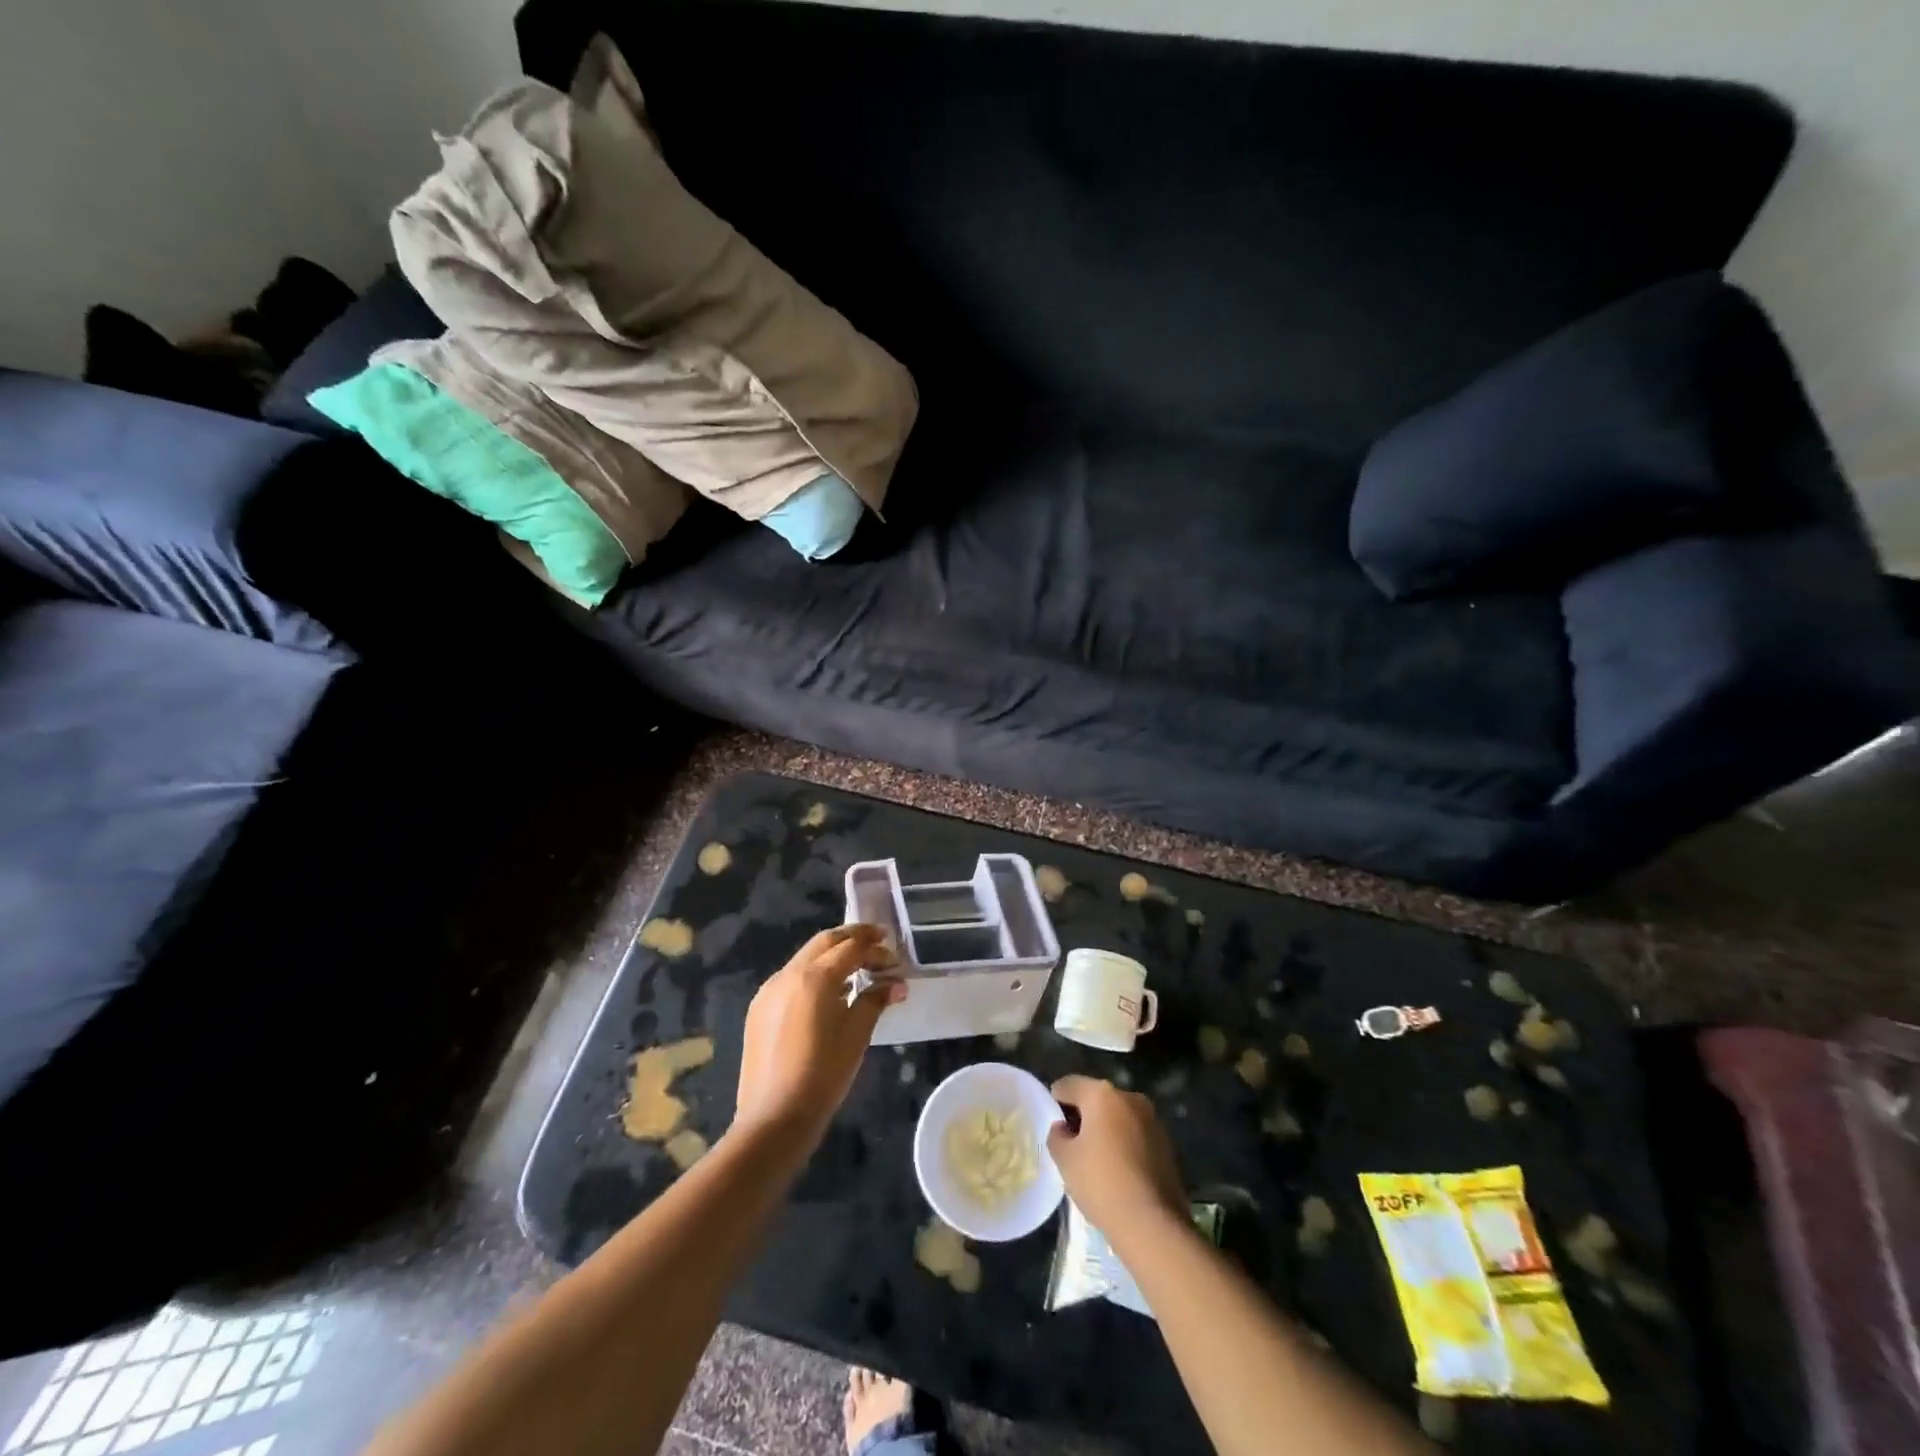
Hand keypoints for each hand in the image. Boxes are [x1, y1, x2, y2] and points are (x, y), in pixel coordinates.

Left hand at [734, 925, 904, 1143]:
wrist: (774, 1119)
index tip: (894, 955)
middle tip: (878, 942)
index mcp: (813, 978)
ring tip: (857, 968)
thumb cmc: (823, 1076)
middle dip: (852, 938)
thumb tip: (896, 984)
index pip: (850, 948)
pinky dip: (814, 974)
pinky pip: (791, 978)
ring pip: (805, 958)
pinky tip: (829, 994)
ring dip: (832, 955)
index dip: (875, 948)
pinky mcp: (759, 1009)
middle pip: (824, 942)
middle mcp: (787, 975)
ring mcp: (769, 991)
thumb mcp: (856, 1036)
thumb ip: (875, 1000)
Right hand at [1048, 1075, 1186, 1238]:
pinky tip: (1118, 1171)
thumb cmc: (1101, 1183)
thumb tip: (1063, 1129)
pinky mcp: (1167, 1143)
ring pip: (1118, 1116)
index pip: (1068, 1085)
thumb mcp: (1064, 1159)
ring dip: (1105, 1129)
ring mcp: (1152, 1119)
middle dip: (1082, 1116)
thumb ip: (1057, 1136)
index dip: (1055, 1103)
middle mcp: (1129, 1097)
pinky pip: (1135, 1133)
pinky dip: (1123, 1143)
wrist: (1153, 1223)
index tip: (1053, 1129)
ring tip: (1095, 1161)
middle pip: (1095, 1098)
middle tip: (1071, 1145)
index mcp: (1102, 1093)